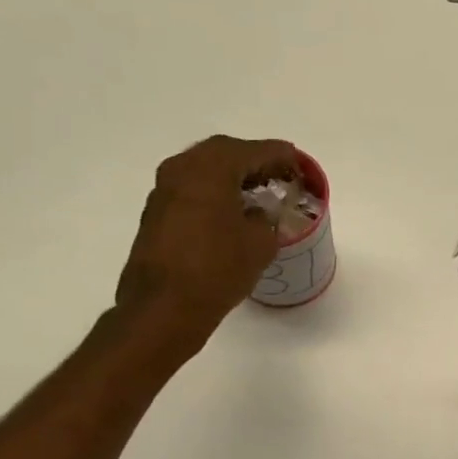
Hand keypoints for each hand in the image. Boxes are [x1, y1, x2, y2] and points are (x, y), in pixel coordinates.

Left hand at [114, 135, 300, 351]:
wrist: (163, 307)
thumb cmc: (217, 269)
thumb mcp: (260, 243)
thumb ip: (266, 219)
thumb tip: (257, 214)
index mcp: (212, 167)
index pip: (256, 151)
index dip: (283, 157)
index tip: (301, 166)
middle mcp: (183, 168)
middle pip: (226, 153)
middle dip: (255, 162)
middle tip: (280, 178)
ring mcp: (164, 190)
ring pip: (206, 171)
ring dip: (233, 177)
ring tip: (259, 195)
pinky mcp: (156, 213)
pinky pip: (192, 190)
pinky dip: (215, 193)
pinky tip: (232, 213)